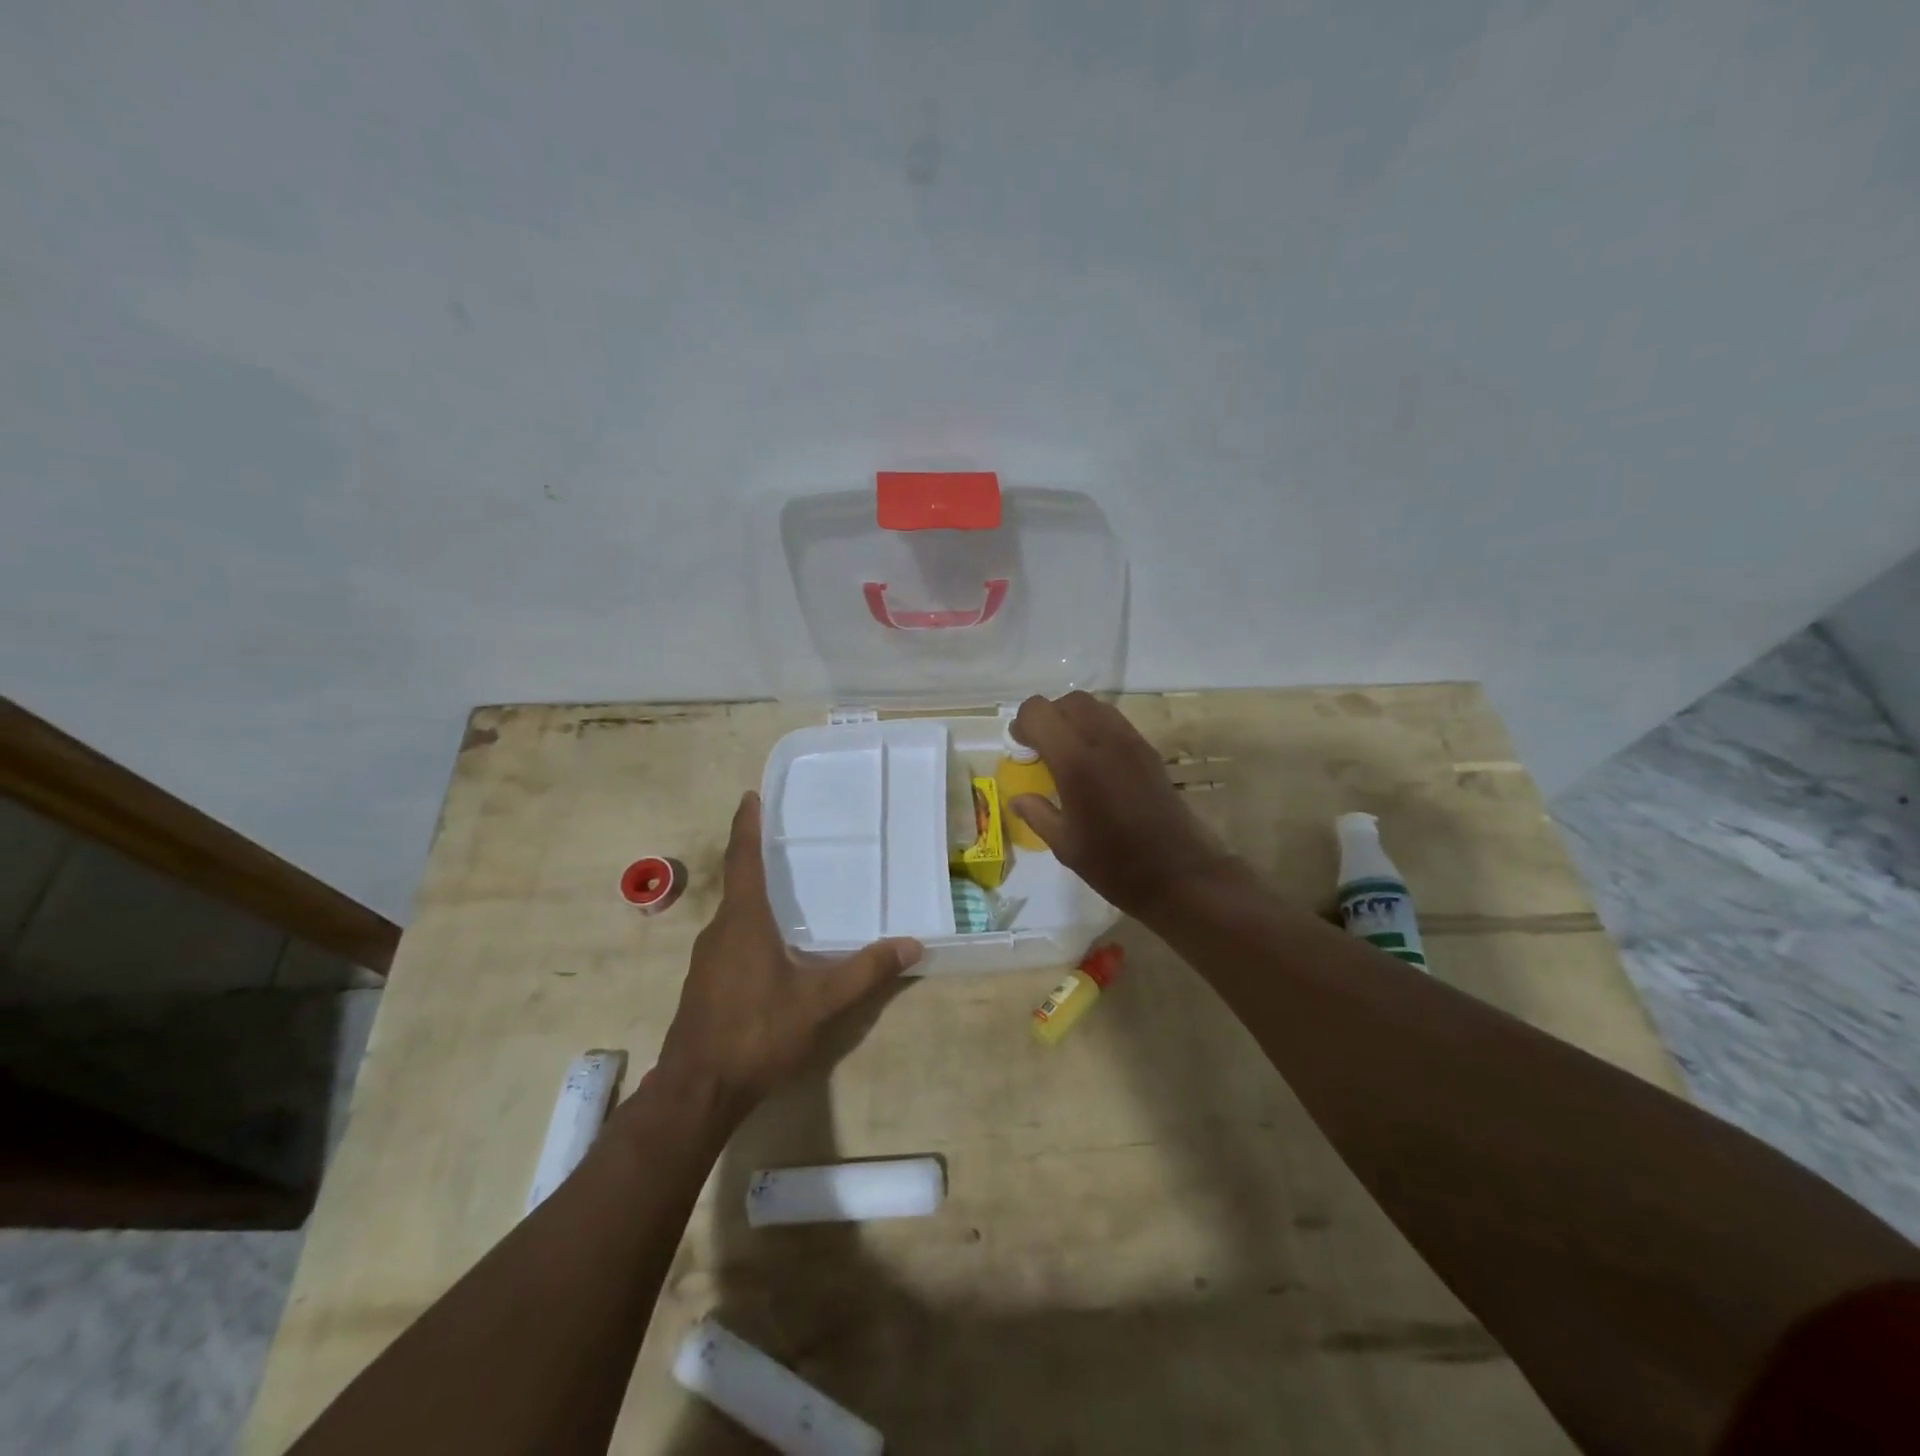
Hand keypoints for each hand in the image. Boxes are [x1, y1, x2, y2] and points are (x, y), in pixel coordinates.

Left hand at [656, 793, 921, 1117]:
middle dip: (758, 859)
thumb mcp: (820, 1003)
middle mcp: (720, 931)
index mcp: (743, 921)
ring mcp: (706, 960)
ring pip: (734, 916)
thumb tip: (912, 944)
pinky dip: (751, 927)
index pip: (744, 860)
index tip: (750, 796)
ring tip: (788, 893)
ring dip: (756, 897)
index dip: (747, 826)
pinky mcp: (704, 985)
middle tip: (788, 842)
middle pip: (739, 884)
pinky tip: (773, 949)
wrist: (696, 1092)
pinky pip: (730, 940)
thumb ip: (866, 971)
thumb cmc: (757, 1033)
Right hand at [1007, 691, 1239, 920]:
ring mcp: (1132, 743)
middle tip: (1042, 749)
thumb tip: (1018, 798)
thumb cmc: (1115, 865)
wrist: (1179, 874)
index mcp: (1076, 763)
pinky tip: (1095, 764)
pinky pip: (1115, 723)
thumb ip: (1037, 813)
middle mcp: (1105, 741)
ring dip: (1074, 720)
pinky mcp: (1149, 751)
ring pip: (1095, 706)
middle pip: (1069, 701)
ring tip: (1067, 754)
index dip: (1023, 725)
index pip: (1039, 712)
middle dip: (1049, 717)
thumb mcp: (1065, 845)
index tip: (1021, 749)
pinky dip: (1096, 730)